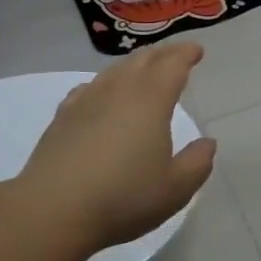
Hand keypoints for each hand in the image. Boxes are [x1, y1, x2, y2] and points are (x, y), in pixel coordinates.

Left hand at [15, 41, 217, 250]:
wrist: (53, 210)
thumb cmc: (123, 198)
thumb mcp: (175, 189)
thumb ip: (197, 163)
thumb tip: (207, 143)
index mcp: (150, 101)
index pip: (172, 65)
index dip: (186, 54)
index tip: (196, 50)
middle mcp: (118, 91)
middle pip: (142, 60)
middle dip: (162, 54)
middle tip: (175, 55)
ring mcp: (86, 101)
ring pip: (113, 71)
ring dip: (133, 65)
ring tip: (143, 70)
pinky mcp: (62, 118)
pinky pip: (88, 88)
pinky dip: (104, 83)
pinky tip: (101, 94)